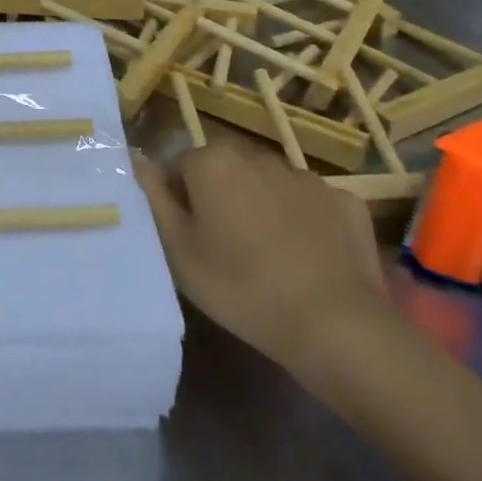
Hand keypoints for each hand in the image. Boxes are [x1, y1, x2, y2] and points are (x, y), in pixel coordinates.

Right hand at [134, 136, 385, 376]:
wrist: (334, 325)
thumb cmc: (240, 287)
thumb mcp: (178, 249)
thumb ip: (152, 196)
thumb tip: (135, 156)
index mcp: (214, 162)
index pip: (181, 167)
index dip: (180, 202)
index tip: (190, 239)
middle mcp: (259, 156)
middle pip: (226, 170)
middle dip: (221, 197)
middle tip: (223, 247)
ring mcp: (307, 177)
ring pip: (269, 185)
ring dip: (261, 206)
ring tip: (267, 257)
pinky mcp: (346, 201)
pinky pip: (311, 204)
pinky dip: (304, 221)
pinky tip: (307, 258)